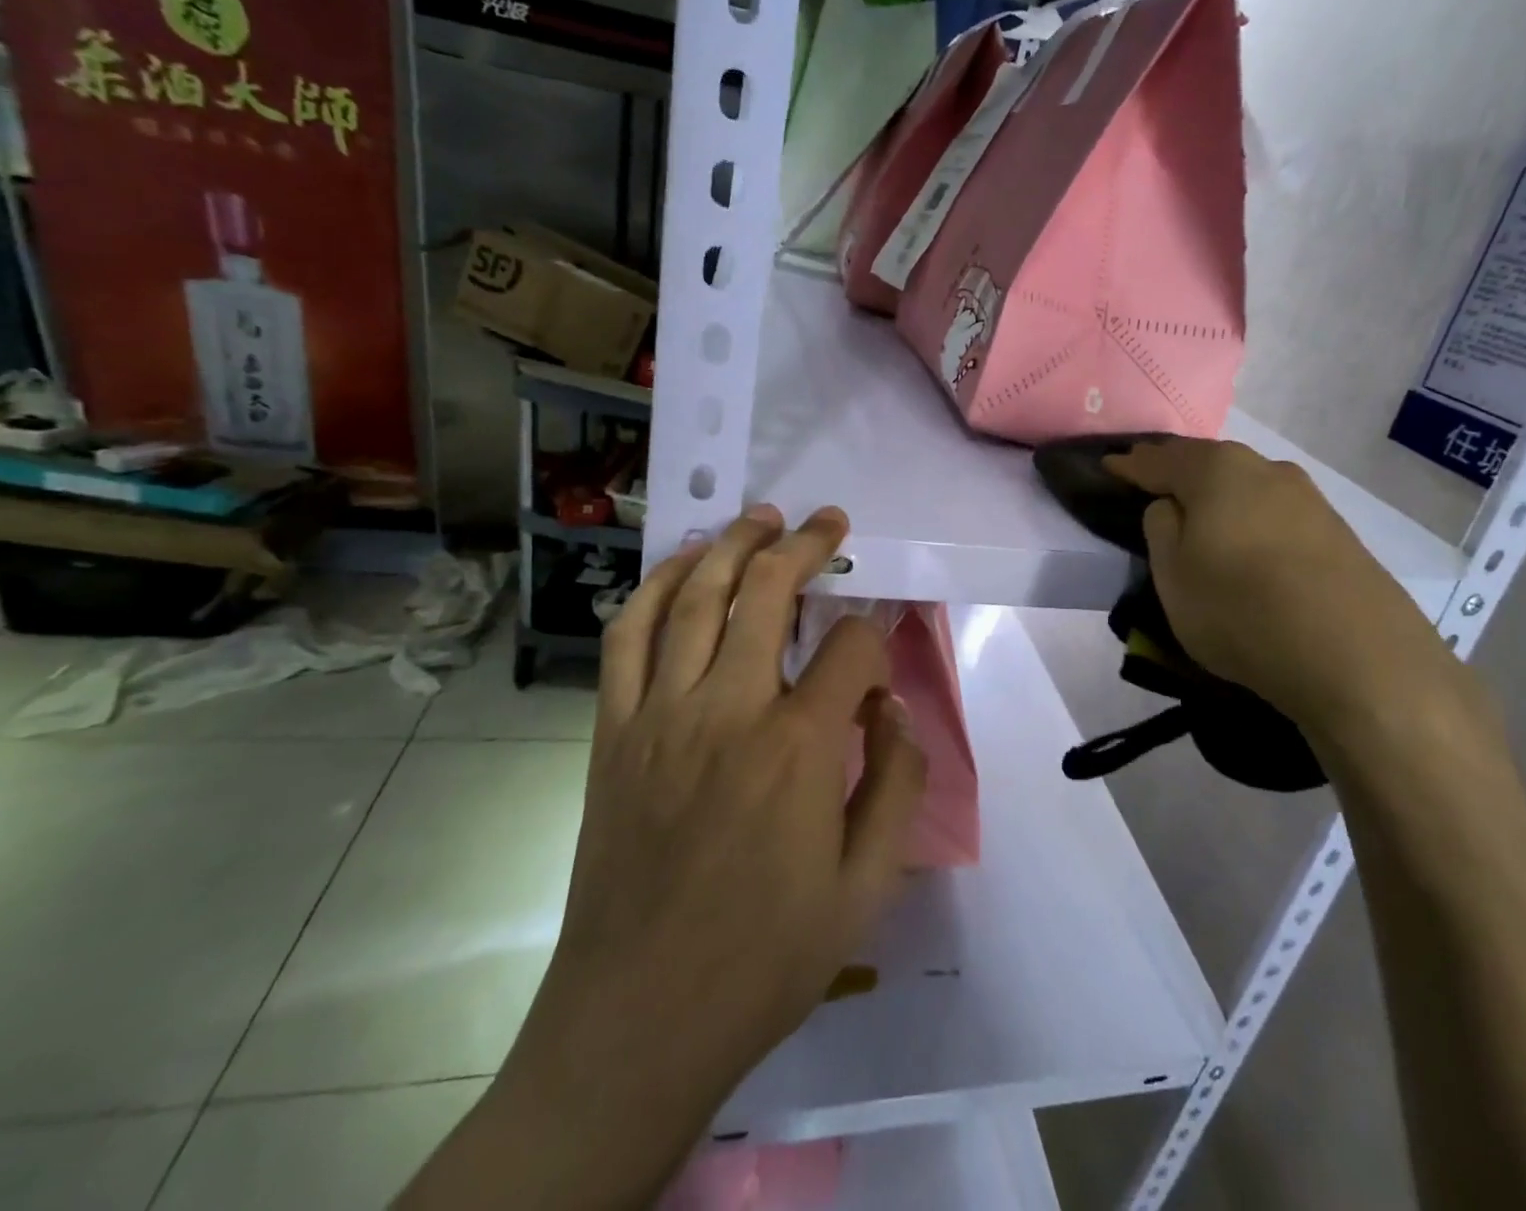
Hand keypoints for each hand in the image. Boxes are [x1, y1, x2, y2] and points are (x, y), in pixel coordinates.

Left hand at [400, 504, 925, 1209]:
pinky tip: (681, 565)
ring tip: (761, 517)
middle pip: (768, 592)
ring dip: (732, 545)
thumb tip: (894, 709)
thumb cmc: (765, 958)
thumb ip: (897, 783)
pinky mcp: (614, 731)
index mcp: (799, 748)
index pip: (852, 649)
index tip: (883, 651)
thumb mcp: (866, 886)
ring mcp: (660, 714)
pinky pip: (627, 637)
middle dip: (807, 545)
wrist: (636, 1021)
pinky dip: (654, 588)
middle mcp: (729, 710)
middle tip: (828, 520)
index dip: (878, 637)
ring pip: (696, 597)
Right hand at [1107, 440, 1492, 775]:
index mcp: (1216, 471)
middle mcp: (1264, 469)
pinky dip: (1249, 518)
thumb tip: (1170, 505)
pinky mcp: (1335, 530)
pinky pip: (1273, 512)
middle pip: (1207, 463)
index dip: (1130, 465)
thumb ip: (1160, 528)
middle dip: (1176, 471)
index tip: (1109, 467)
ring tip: (1198, 515)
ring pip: (1244, 485)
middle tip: (1151, 485)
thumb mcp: (1173, 576)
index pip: (1159, 460)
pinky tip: (1246, 540)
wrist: (1357, 657)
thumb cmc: (1241, 610)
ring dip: (1216, 495)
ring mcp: (1307, 497)